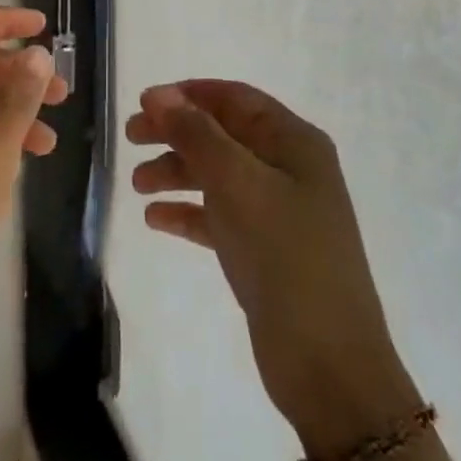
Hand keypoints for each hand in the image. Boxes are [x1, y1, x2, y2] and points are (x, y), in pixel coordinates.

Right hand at [129, 82, 418, 454]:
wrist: (330, 366)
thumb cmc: (286, 256)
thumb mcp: (237, 183)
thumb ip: (196, 134)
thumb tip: (158, 94)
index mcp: (294, 142)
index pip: (236, 98)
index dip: (189, 94)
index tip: (144, 102)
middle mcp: (288, 168)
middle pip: (222, 134)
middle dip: (176, 132)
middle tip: (130, 138)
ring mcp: (278, 211)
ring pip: (217, 175)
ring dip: (176, 172)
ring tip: (137, 186)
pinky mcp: (264, 251)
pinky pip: (218, 217)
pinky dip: (188, 213)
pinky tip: (155, 220)